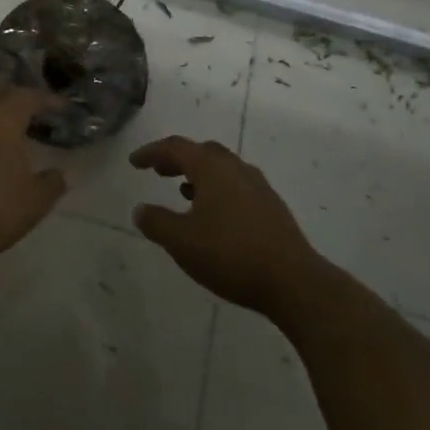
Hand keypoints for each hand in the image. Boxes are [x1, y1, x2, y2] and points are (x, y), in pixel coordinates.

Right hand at [131, 136, 320, 320]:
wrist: (294, 282)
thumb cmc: (231, 255)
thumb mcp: (182, 242)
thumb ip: (157, 222)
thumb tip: (140, 210)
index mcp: (212, 168)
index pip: (176, 147)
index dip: (152, 152)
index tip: (134, 162)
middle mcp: (236, 169)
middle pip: (202, 152)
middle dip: (177, 159)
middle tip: (159, 172)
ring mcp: (258, 187)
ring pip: (222, 168)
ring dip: (199, 175)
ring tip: (184, 192)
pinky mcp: (272, 208)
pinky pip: (237, 186)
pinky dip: (218, 190)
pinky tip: (214, 215)